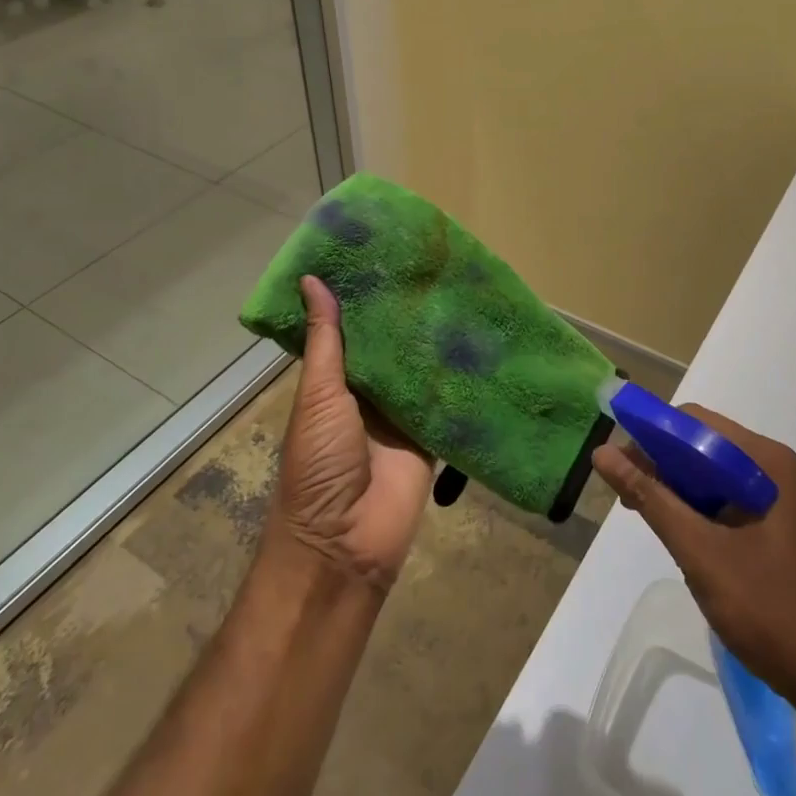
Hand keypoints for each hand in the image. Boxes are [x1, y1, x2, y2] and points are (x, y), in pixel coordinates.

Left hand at [268, 276, 433, 593]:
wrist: (346, 543)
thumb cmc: (319, 463)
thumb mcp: (319, 396)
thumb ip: (326, 341)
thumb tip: (312, 279)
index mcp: (337, 379)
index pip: (354, 327)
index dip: (366, 294)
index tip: (387, 251)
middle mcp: (370, 392)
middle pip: (392, 345)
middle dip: (408, 312)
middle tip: (436, 262)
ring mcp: (403, 414)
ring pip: (422, 368)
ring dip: (437, 340)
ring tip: (464, 288)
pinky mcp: (433, 435)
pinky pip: (448, 401)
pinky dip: (461, 377)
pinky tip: (483, 340)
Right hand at [593, 403, 795, 704]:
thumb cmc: (774, 612)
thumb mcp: (701, 553)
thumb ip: (651, 498)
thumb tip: (602, 453)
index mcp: (766, 462)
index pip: (696, 422)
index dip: (651, 434)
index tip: (617, 462)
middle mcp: (779, 471)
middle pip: (706, 447)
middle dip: (662, 465)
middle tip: (627, 497)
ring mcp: (786, 503)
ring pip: (718, 478)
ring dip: (680, 491)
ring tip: (648, 519)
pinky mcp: (786, 532)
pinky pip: (734, 504)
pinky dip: (704, 513)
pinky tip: (686, 541)